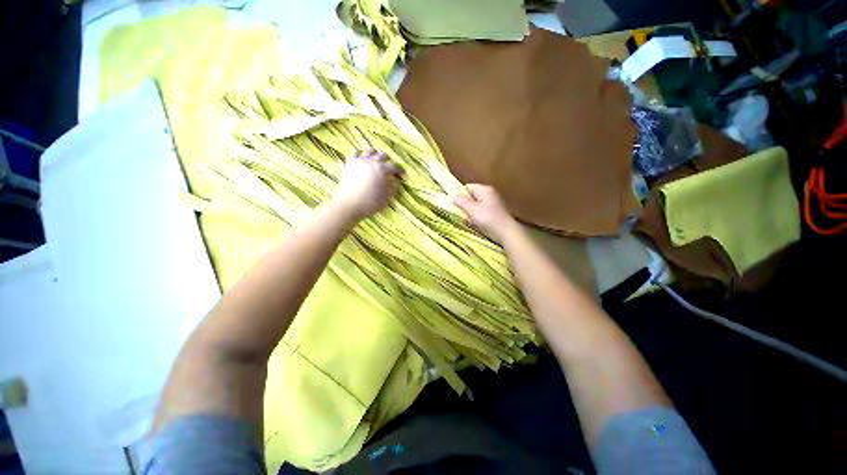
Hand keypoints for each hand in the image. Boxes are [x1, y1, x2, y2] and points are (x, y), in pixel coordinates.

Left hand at [333, 150, 403, 220]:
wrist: (348, 205)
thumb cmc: (370, 203)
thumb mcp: (387, 197)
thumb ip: (393, 187)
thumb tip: (395, 180)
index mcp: (382, 169)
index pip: (395, 166)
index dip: (401, 171)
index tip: (403, 177)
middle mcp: (371, 161)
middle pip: (383, 155)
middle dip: (389, 162)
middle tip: (390, 171)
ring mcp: (359, 161)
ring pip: (370, 151)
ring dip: (376, 155)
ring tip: (377, 162)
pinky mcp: (349, 163)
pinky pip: (356, 153)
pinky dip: (361, 154)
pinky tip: (363, 160)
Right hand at [453, 184, 517, 241]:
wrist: (506, 231)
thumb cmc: (488, 219)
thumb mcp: (471, 209)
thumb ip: (461, 201)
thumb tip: (453, 196)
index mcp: (484, 189)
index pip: (467, 187)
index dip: (460, 194)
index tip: (455, 205)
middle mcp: (490, 192)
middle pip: (471, 195)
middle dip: (465, 204)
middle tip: (462, 213)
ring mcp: (493, 201)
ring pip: (476, 204)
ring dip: (470, 211)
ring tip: (470, 219)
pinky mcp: (495, 210)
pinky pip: (481, 210)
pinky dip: (477, 215)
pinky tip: (477, 222)